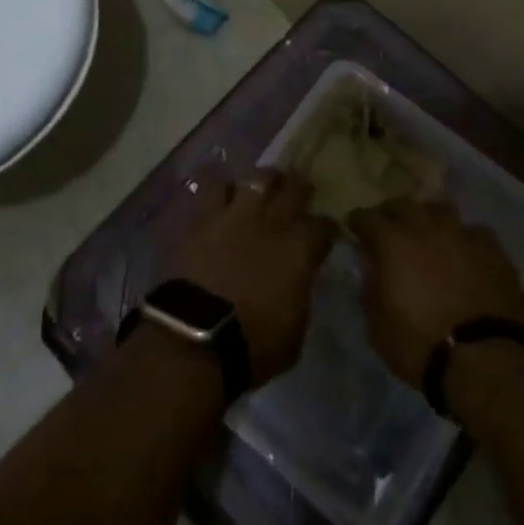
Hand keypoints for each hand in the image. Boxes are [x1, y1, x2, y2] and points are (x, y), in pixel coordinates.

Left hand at [170, 170, 335, 386]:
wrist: (196, 337)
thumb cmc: (253, 345)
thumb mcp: (295, 332)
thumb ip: (299, 296)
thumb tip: (298, 282)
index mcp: (299, 251)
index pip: (323, 227)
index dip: (327, 227)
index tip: (326, 229)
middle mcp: (271, 224)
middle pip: (293, 190)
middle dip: (300, 188)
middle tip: (301, 187)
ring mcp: (236, 216)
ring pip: (256, 179)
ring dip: (263, 179)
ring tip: (264, 181)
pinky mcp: (203, 218)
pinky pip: (212, 187)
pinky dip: (220, 186)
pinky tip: (222, 189)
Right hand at [348, 198, 523, 386]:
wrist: (487, 361)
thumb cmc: (422, 347)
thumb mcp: (378, 329)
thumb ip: (370, 291)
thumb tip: (371, 270)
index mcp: (393, 242)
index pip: (367, 217)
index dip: (358, 221)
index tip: (354, 228)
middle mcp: (425, 227)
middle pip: (403, 203)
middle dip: (392, 213)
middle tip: (389, 228)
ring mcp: (461, 234)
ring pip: (440, 209)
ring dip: (428, 218)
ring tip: (428, 233)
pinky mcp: (493, 249)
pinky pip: (473, 231)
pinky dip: (463, 238)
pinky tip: (465, 252)